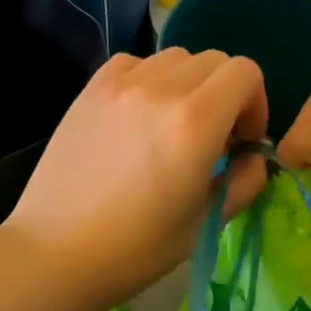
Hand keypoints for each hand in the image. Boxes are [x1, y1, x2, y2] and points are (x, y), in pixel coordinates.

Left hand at [1, 48, 268, 309]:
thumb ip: (244, 182)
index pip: (244, 73)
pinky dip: (150, 78)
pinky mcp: (92, 88)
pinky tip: (140, 114)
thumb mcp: (205, 223)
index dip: (255, 102)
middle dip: (226, 93)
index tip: (243, 140)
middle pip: (214, 61)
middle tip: (214, 136)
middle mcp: (160, 89)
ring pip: (175, 58)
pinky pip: (136, 62)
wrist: (55, 252)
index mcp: (195, 122)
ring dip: (189, 84)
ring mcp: (121, 83)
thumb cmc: (136, 248)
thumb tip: (254, 157)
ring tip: (174, 124)